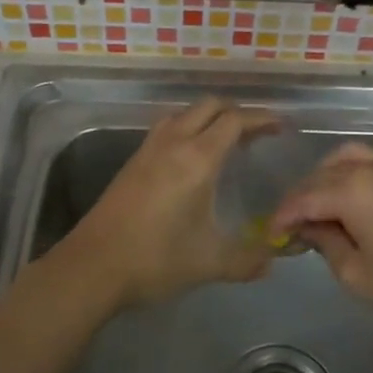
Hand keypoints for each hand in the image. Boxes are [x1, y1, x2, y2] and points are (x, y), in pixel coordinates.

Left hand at [61, 98, 276, 311]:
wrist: (92, 266)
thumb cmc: (156, 259)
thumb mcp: (210, 263)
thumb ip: (247, 260)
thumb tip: (273, 260)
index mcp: (197, 159)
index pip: (234, 120)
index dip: (261, 118)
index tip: (279, 126)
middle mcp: (172, 143)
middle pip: (208, 106)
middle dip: (235, 112)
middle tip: (256, 133)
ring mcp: (147, 150)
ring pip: (182, 114)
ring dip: (207, 118)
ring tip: (224, 140)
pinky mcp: (131, 163)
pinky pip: (165, 130)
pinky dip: (186, 130)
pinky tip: (190, 159)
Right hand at [271, 143, 372, 340]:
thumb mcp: (360, 276)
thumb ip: (326, 244)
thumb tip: (309, 227)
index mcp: (354, 189)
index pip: (303, 197)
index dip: (283, 217)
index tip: (270, 236)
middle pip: (323, 174)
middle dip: (303, 198)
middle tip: (293, 228)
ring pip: (349, 160)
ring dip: (327, 180)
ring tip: (321, 211)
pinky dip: (353, 176)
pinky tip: (354, 205)